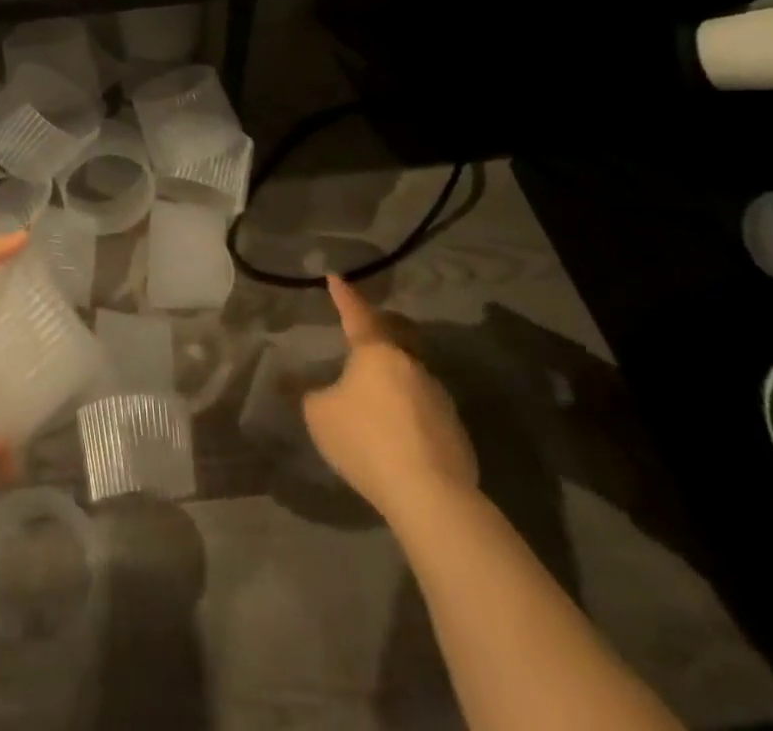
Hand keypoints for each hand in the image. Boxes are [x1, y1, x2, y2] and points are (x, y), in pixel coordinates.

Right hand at [303, 274, 478, 526]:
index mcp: (376, 352)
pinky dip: (408, 415)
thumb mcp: (319, 415)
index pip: (356, 314)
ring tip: (377, 401)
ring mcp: (438, 397)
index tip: (337, 278)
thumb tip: (326, 392)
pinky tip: (398, 437)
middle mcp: (411, 364)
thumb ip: (316, 395)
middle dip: (376, 336)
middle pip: (391, 341)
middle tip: (361, 337)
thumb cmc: (365, 440)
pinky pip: (424, 411)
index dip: (344, 296)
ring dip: (394, 382)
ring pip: (410, 377)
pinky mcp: (456, 431)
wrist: (429, 494)